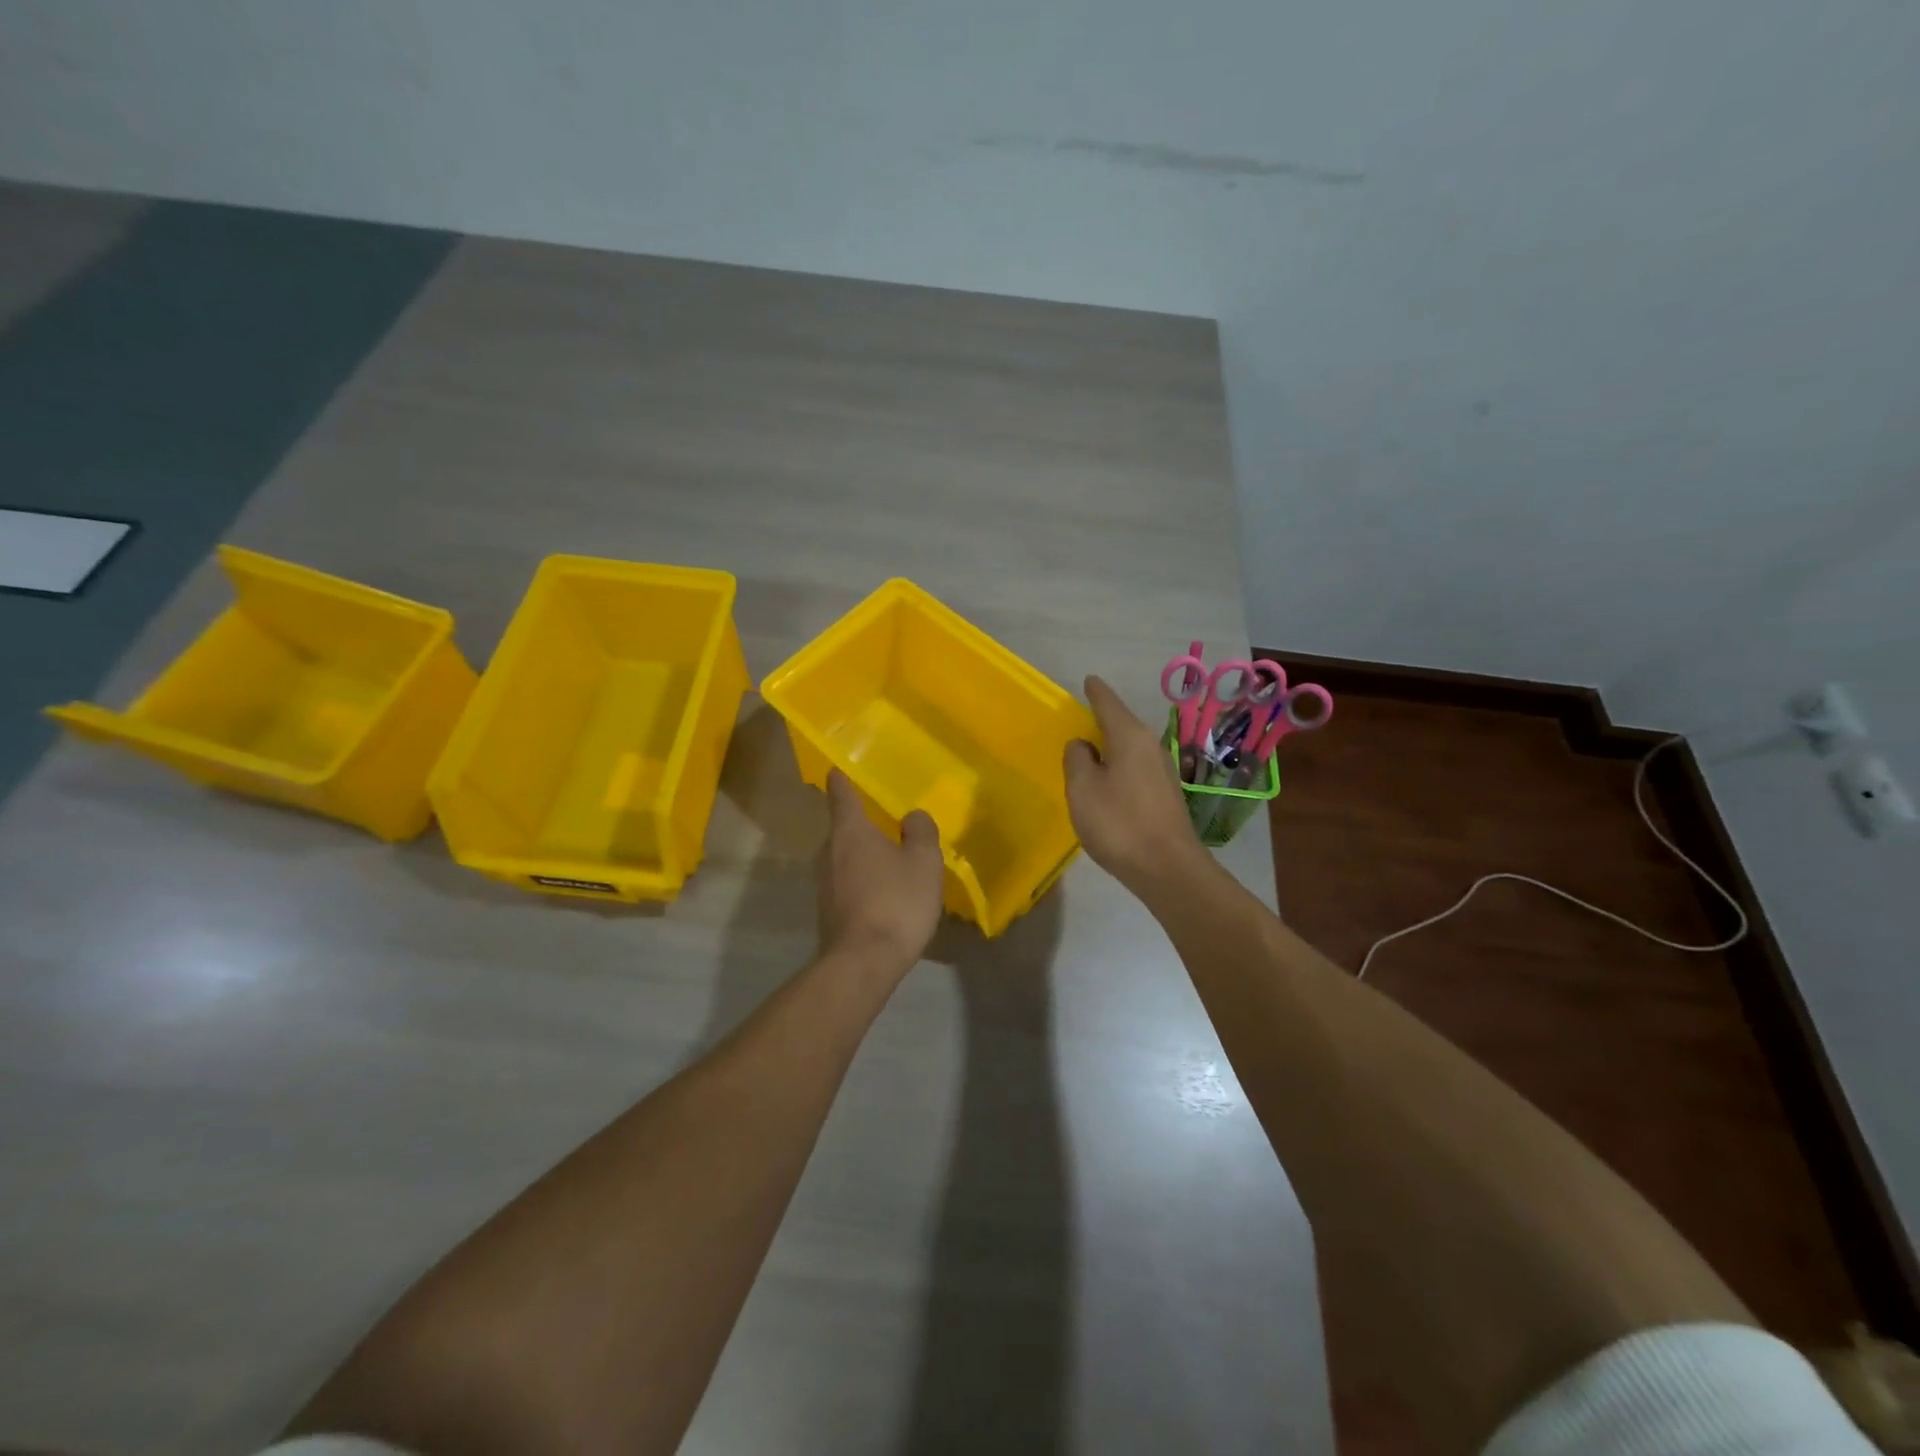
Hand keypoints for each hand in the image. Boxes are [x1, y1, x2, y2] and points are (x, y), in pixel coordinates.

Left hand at [816, 770, 945, 974]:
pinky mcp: (827, 911)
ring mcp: (823, 883)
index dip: (842, 779)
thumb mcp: (923, 862)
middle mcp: (828, 851)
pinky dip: (864, 883)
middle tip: (890, 826)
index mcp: (850, 830)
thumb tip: (912, 818)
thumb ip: (921, 832)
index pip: (841, 793)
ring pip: (845, 858)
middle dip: (864, 826)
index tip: (840, 770)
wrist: (862, 963)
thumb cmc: (896, 901)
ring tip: (894, 864)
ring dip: (866, 858)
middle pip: (844, 828)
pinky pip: (847, 884)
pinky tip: (886, 897)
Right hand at [1063, 675, 1205, 897]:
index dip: (1095, 691)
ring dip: (1110, 747)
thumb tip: (1083, 744)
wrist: (1168, 869)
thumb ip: (1077, 760)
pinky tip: (1108, 784)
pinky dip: (1119, 768)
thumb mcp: (1083, 789)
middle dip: (1102, 720)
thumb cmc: (1119, 823)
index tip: (1088, 680)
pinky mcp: (1166, 795)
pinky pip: (1136, 769)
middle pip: (1122, 724)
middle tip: (1080, 719)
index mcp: (1129, 737)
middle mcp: (1150, 747)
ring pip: (1130, 749)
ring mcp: (1162, 772)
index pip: (1108, 703)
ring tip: (1089, 753)